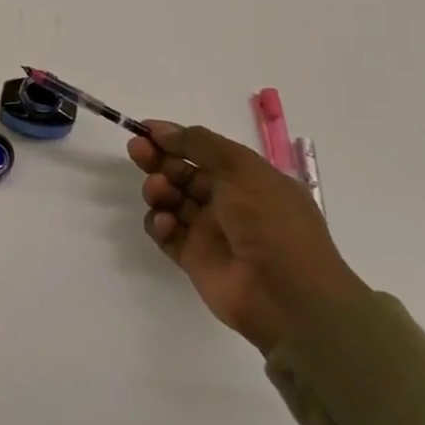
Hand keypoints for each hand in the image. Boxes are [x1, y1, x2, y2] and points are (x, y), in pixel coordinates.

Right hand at [130, 121, 367, 354]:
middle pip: (183, 173)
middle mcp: (229, 202)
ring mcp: (211, 232)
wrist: (287, 294)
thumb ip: (198, 143)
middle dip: (158, 160)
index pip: (204, 151)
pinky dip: (159, 224)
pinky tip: (165, 223)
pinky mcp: (194, 258)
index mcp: (248, 179)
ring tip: (159, 191)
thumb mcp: (240, 168)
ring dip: (159, 190)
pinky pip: (167, 233)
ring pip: (171, 201)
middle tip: (137, 151)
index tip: (145, 130)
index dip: (175, 139)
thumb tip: (160, 130)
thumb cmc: (270, 221)